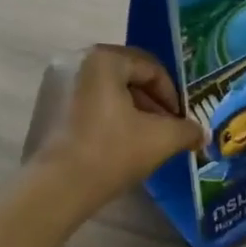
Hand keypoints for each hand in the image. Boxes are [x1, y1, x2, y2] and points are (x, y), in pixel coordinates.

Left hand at [24, 45, 204, 214]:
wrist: (56, 188)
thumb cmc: (111, 153)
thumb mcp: (160, 139)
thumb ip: (186, 130)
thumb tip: (201, 133)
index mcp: (102, 58)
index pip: (150, 67)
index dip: (171, 95)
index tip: (180, 121)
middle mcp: (74, 60)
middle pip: (126, 75)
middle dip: (151, 102)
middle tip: (165, 128)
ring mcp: (54, 83)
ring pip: (105, 90)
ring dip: (129, 110)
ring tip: (143, 138)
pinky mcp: (43, 106)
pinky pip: (84, 102)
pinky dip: (105, 116)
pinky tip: (115, 144)